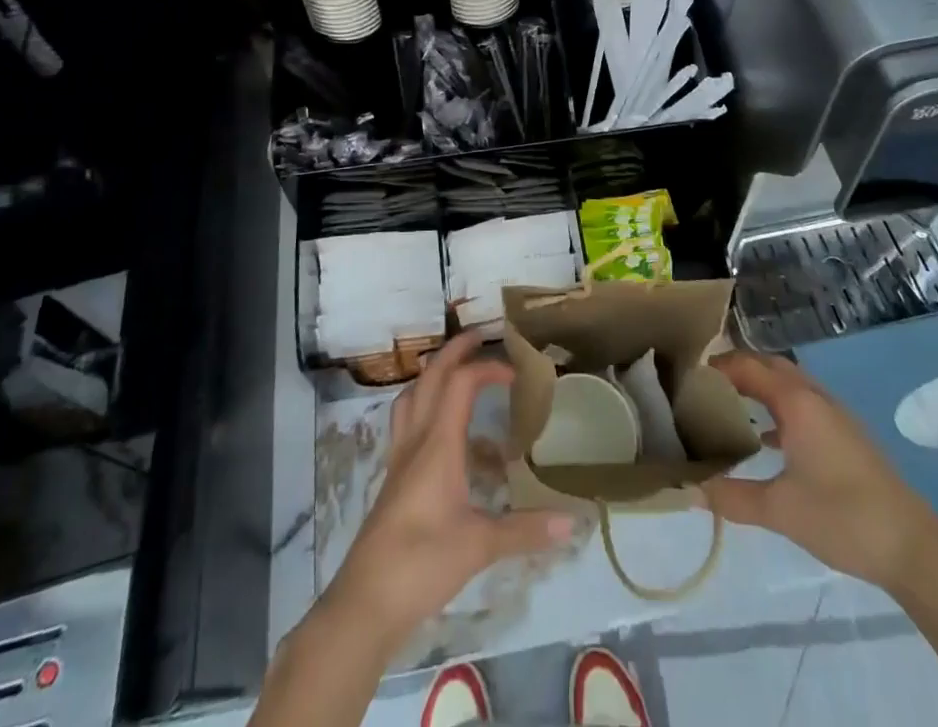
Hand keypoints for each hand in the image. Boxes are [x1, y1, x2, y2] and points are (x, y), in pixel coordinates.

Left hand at [322, 332, 575, 654]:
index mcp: (438, 444)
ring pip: (411, 395)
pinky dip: (422, 406)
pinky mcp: (392, 478)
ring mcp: (399, 457)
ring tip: (456, 371)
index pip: (460, 383)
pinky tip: (439, 429)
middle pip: (430, 377)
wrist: (365, 602)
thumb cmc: (422, 564)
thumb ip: (525, 531)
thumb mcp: (480, 547)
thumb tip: (572, 522)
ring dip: (432, 374)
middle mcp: (416, 440)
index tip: (516, 373)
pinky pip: (405, 422)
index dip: (487, 368)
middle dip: (454, 351)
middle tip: (479, 336)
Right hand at [703, 350, 937, 590]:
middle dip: (739, 368)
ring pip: (790, 385)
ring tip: (729, 405)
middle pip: (771, 366)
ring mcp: (836, 417)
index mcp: (798, 402)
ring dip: (761, 386)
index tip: (688, 373)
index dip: (719, 365)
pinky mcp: (847, 437)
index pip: (749, 366)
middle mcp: (816, 398)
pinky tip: (767, 439)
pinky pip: (804, 405)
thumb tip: (689, 490)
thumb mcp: (780, 510)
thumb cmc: (842, 517)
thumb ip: (732, 496)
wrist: (913, 549)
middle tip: (705, 384)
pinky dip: (780, 408)